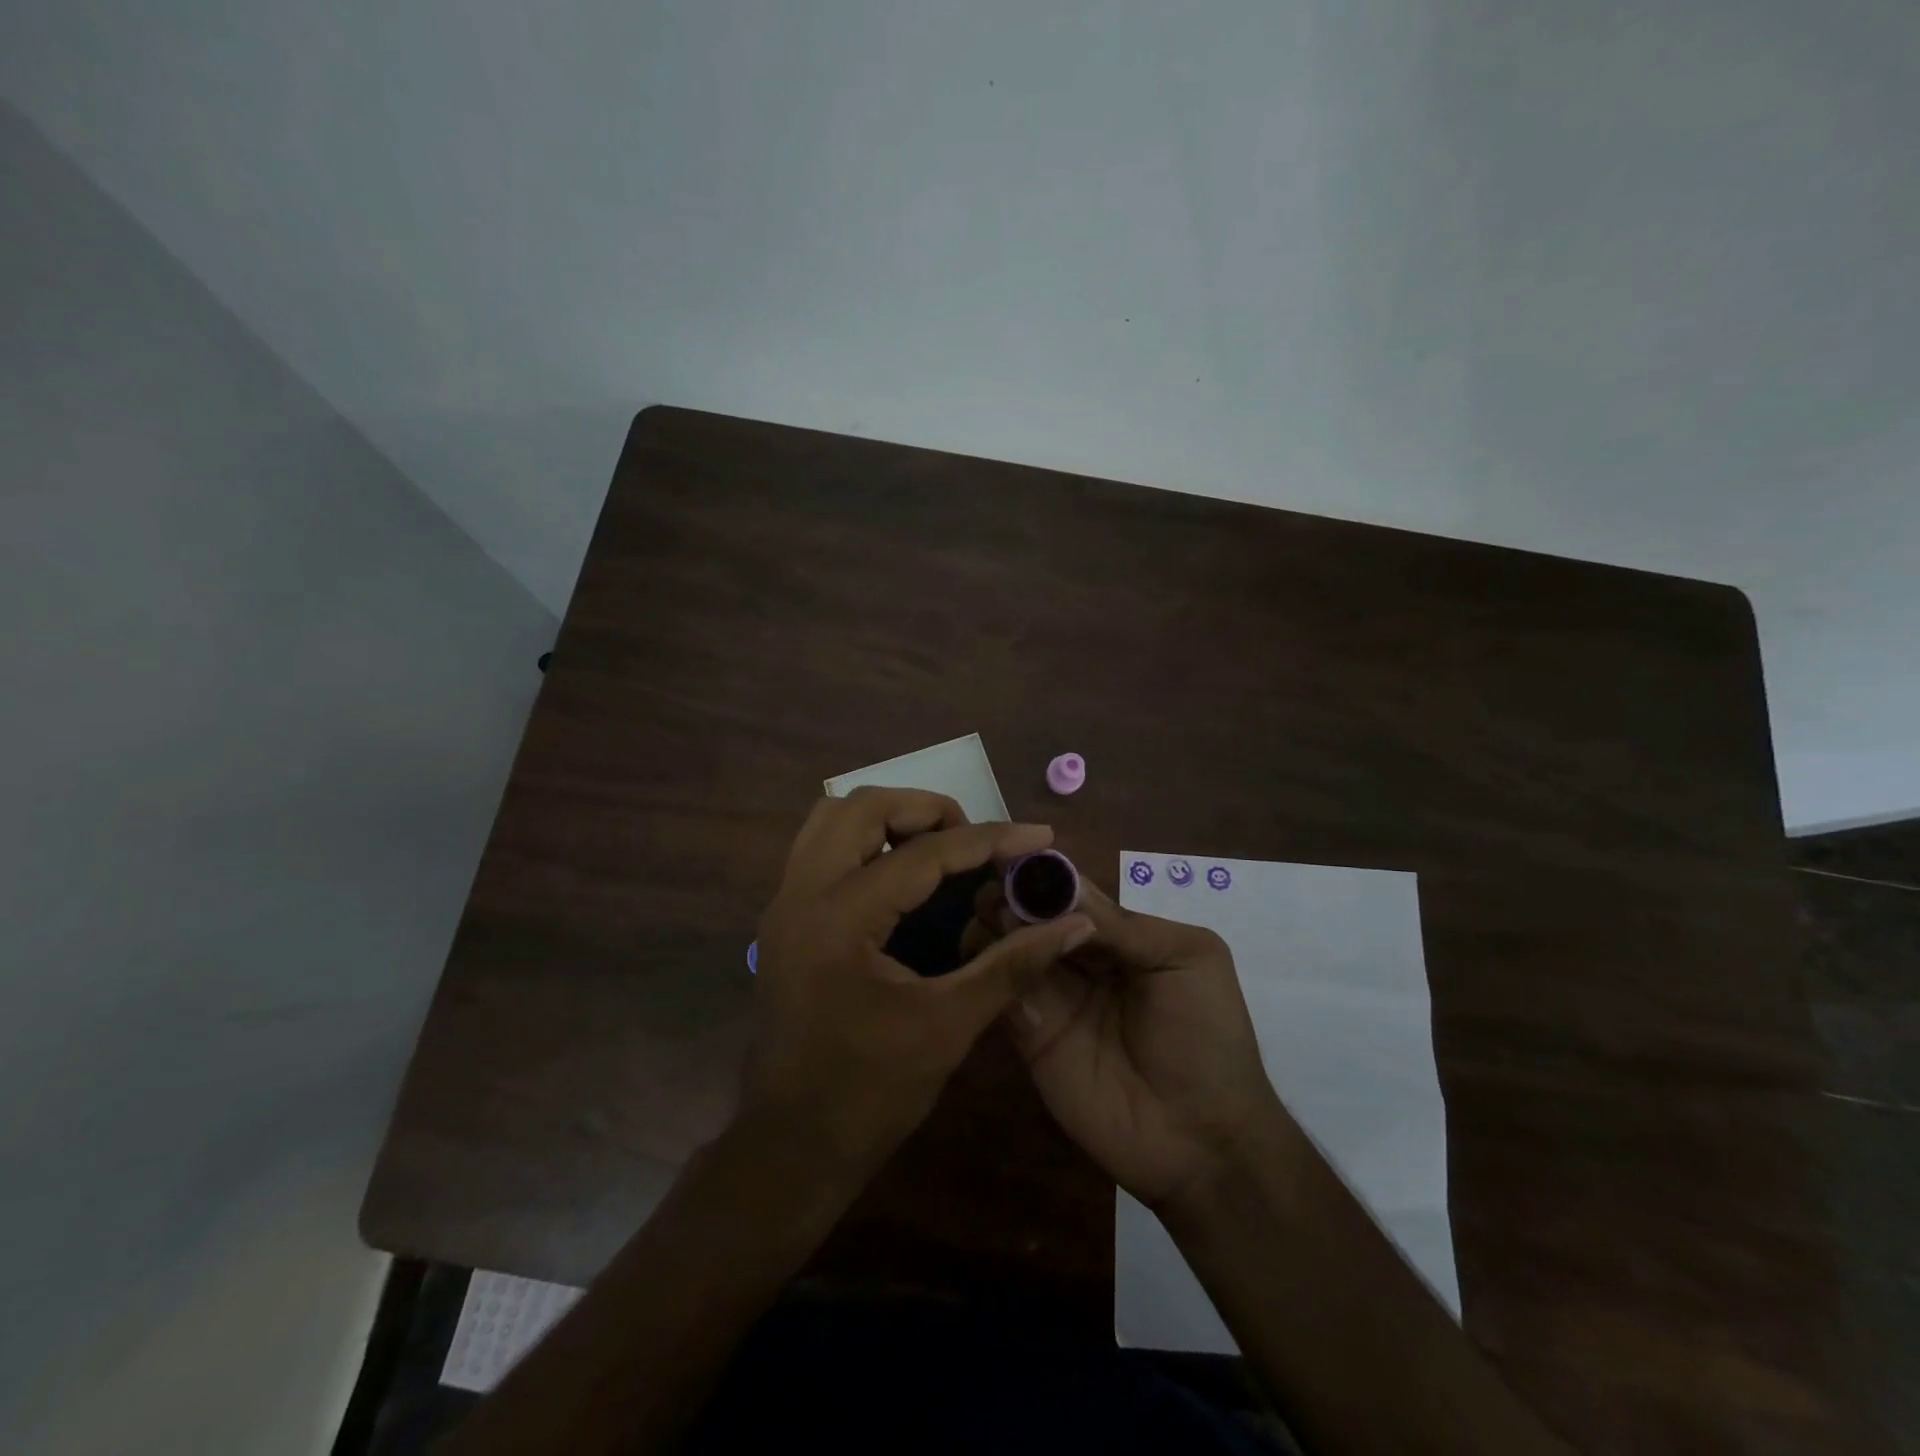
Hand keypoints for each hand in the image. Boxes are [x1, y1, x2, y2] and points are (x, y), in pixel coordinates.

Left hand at [744, 787, 1095, 1177]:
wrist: (790, 1146)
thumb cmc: (870, 1094)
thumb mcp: (949, 1026)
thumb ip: (1012, 964)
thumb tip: (1073, 924)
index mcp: (840, 919)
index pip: (922, 854)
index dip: (989, 840)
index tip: (1038, 835)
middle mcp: (801, 894)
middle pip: (862, 807)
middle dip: (927, 809)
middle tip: (975, 840)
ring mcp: (784, 903)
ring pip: (833, 818)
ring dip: (890, 818)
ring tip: (940, 846)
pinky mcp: (783, 918)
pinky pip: (822, 847)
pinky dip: (865, 840)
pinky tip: (902, 873)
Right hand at [971, 877, 1280, 1211]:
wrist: (1202, 1140)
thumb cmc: (1207, 1037)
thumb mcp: (1186, 959)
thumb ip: (1123, 924)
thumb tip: (1061, 885)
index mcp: (1119, 934)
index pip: (1070, 892)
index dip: (1041, 874)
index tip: (1008, 854)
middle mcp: (1078, 958)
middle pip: (1030, 913)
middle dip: (1010, 896)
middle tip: (999, 898)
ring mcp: (1051, 995)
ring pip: (1006, 946)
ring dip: (993, 927)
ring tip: (997, 927)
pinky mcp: (1029, 1035)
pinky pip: (999, 992)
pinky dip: (988, 969)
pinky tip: (989, 960)